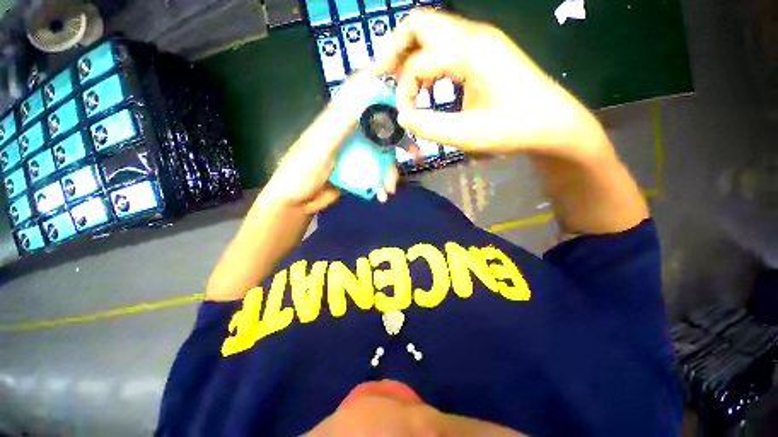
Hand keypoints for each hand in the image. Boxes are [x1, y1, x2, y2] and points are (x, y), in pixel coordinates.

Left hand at [261, 74, 399, 214]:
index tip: (405, 96)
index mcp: (340, 121)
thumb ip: (340, 124)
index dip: (384, 93)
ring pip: (382, 154)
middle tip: (414, 154)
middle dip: (399, 142)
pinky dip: (382, 183)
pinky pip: (377, 172)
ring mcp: (357, 153)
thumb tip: (365, 94)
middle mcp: (351, 134)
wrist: (297, 202)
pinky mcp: (358, 171)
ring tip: (389, 189)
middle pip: (381, 130)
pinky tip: (382, 195)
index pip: (365, 99)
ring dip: (389, 172)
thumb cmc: (301, 171)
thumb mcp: (320, 147)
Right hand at [376, 10, 607, 160]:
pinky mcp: (483, 51)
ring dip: (409, 54)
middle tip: (382, 76)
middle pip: (419, 24)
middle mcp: (472, 35)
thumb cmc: (513, 129)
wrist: (551, 123)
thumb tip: (402, 117)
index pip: (417, 62)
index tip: (404, 117)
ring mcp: (479, 40)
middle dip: (394, 49)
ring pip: (430, 32)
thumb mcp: (467, 134)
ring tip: (398, 81)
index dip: (403, 91)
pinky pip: (444, 46)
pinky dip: (427, 61)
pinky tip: (425, 84)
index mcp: (469, 51)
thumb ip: (430, 126)